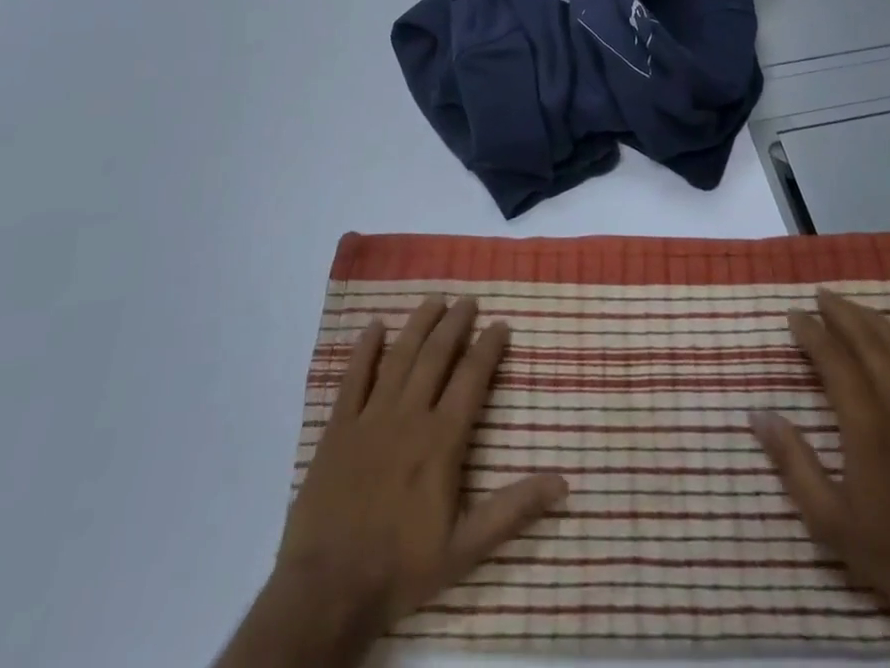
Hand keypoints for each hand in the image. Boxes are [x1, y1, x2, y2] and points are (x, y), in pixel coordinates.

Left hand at [218, 297, 568, 667]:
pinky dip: (365, 350)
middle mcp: (408, 416)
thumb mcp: (466, 548)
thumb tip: (563, 482)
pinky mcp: (337, 428)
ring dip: (418, 325)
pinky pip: (353, 378)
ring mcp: (370, 418)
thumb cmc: (401, 568)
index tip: (500, 325)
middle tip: (468, 300)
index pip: (471, 378)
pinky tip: (375, 327)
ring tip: (434, 299)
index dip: (488, 348)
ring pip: (399, 357)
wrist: (327, 590)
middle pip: (436, 356)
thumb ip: (513, 510)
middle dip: (455, 324)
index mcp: (441, 440)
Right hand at [751, 289, 889, 667]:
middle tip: (817, 296)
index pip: (835, 359)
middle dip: (840, 312)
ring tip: (846, 305)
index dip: (812, 333)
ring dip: (869, 318)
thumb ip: (792, 462)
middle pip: (867, 340)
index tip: (794, 316)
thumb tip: (757, 413)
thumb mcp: (828, 519)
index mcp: (868, 425)